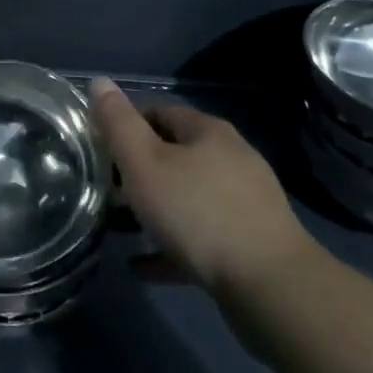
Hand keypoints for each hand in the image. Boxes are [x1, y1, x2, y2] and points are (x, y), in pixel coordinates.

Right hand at [91, 78, 319, 297]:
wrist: (272, 289)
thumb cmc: (198, 213)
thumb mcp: (144, 162)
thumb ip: (118, 123)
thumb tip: (99, 82)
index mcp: (208, 131)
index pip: (158, 112)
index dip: (126, 127)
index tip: (100, 151)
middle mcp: (232, 159)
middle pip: (175, 155)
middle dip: (140, 171)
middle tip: (109, 191)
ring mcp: (247, 203)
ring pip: (189, 198)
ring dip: (156, 210)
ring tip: (122, 229)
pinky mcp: (252, 245)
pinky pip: (201, 238)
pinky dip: (172, 245)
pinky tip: (144, 265)